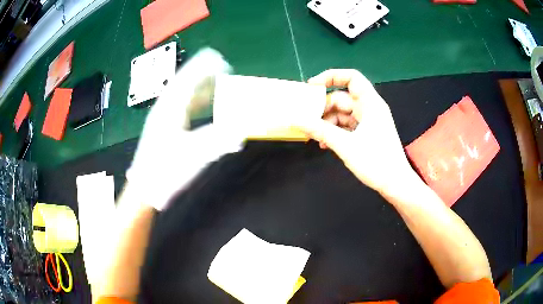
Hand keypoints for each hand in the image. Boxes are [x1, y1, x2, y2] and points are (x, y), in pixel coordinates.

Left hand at [127, 48, 242, 210]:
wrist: (145, 189)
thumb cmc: (165, 171)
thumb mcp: (192, 157)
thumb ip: (217, 142)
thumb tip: (241, 133)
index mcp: (170, 109)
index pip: (188, 79)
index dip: (205, 68)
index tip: (222, 61)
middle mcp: (166, 108)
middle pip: (186, 82)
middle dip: (205, 74)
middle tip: (224, 70)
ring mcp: (164, 117)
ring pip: (184, 94)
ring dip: (202, 87)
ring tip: (219, 84)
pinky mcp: (165, 127)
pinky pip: (183, 107)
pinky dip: (197, 102)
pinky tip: (205, 105)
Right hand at [296, 69, 414, 195]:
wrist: (395, 184)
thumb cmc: (376, 162)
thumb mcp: (346, 145)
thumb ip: (320, 130)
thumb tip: (296, 120)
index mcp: (370, 103)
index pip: (351, 77)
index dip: (331, 77)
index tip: (311, 87)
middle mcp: (369, 108)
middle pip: (342, 98)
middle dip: (323, 107)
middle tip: (305, 118)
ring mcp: (368, 122)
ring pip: (342, 114)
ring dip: (326, 122)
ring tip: (313, 135)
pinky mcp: (366, 134)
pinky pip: (346, 126)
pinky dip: (334, 131)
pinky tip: (324, 144)